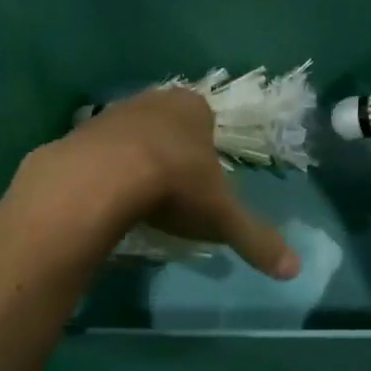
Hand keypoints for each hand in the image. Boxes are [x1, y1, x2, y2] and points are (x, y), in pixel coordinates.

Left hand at [17, 88, 300, 278]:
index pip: (205, 118)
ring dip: (135, 160)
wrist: (102, 179)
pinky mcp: (77, 135)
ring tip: (139, 198)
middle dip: (170, 151)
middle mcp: (152, 101)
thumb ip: (255, 239)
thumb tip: (294, 269)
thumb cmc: (175, 186)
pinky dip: (103, 172)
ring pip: (130, 135)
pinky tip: (106, 199)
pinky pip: (97, 153)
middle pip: (166, 124)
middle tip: (173, 189)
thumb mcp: (222, 217)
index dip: (206, 148)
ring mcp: (111, 115)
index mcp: (192, 108)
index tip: (204, 178)